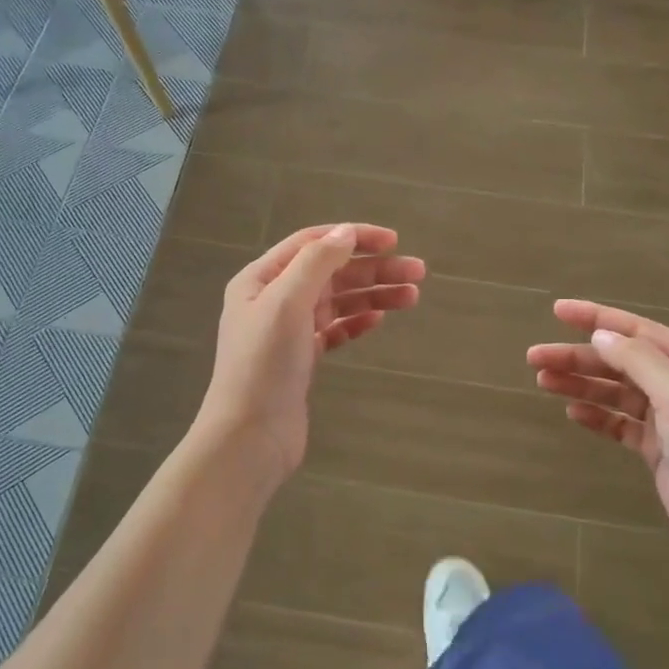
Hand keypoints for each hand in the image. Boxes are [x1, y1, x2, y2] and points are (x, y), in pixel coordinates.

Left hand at [196, 223, 424, 484]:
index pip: (312, 243)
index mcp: (261, 279)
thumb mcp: (287, 302)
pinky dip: (356, 322)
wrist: (250, 436)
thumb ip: (317, 261)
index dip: (353, 237)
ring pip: (336, 302)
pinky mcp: (301, 360)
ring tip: (412, 296)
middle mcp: (273, 300)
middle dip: (373, 269)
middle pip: (330, 273)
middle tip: (418, 272)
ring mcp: (287, 332)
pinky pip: (334, 330)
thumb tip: (347, 231)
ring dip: (373, 295)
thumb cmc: (264, 364)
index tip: (394, 241)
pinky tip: (378, 319)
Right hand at [527, 300, 668, 570]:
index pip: (638, 331)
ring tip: (543, 381)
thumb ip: (639, 361)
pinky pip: (619, 423)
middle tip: (535, 357)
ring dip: (581, 384)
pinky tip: (573, 413)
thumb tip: (600, 335)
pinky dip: (596, 415)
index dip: (596, 318)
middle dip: (578, 357)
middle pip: (620, 361)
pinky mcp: (657, 448)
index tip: (557, 310)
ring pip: (615, 391)